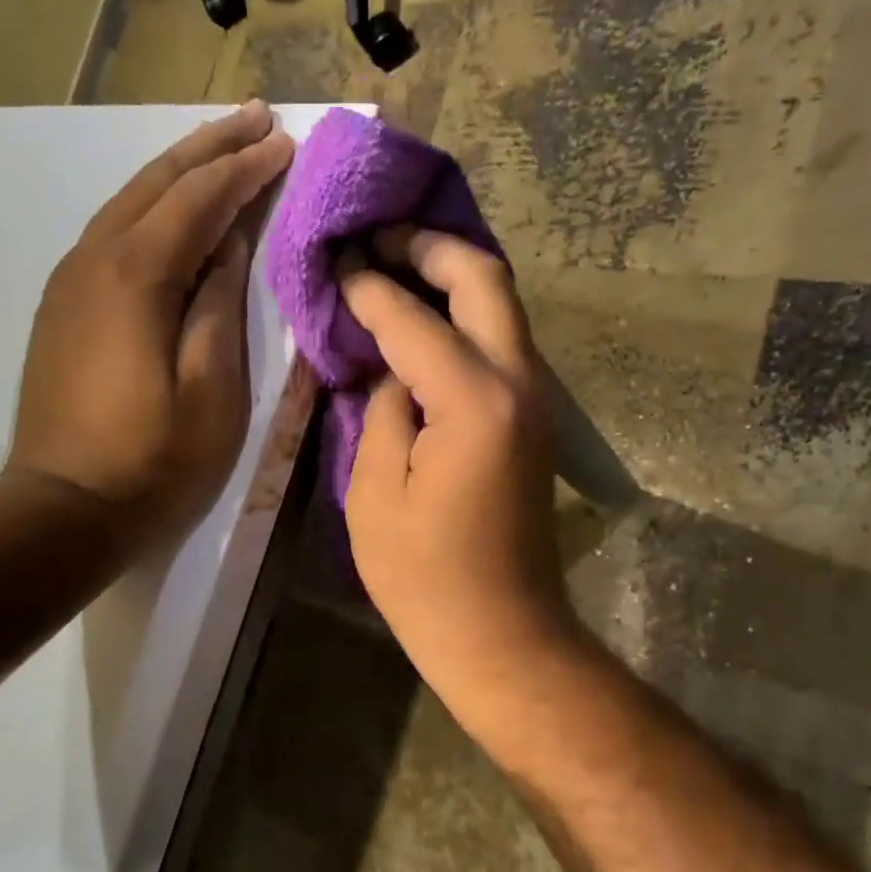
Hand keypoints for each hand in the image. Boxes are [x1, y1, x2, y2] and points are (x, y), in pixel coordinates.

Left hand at [8, 100, 293, 544]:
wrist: (63, 507)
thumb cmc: (152, 459)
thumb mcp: (211, 391)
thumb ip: (220, 308)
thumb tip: (228, 247)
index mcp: (136, 276)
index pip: (199, 201)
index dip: (245, 169)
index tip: (285, 142)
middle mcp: (94, 259)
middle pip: (157, 184)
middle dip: (210, 147)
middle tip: (256, 118)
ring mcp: (70, 280)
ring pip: (129, 202)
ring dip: (178, 171)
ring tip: (221, 148)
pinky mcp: (63, 305)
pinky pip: (113, 232)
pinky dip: (151, 208)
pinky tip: (172, 210)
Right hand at [339, 228, 575, 716]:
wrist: (503, 633)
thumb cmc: (425, 577)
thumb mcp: (375, 493)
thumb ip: (382, 410)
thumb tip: (390, 368)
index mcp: (472, 400)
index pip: (411, 316)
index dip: (367, 285)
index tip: (334, 261)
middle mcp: (518, 382)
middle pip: (485, 279)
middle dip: (429, 247)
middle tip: (378, 238)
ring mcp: (536, 398)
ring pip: (502, 305)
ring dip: (453, 275)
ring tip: (396, 265)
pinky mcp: (533, 418)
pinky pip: (501, 341)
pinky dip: (465, 315)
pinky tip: (425, 319)